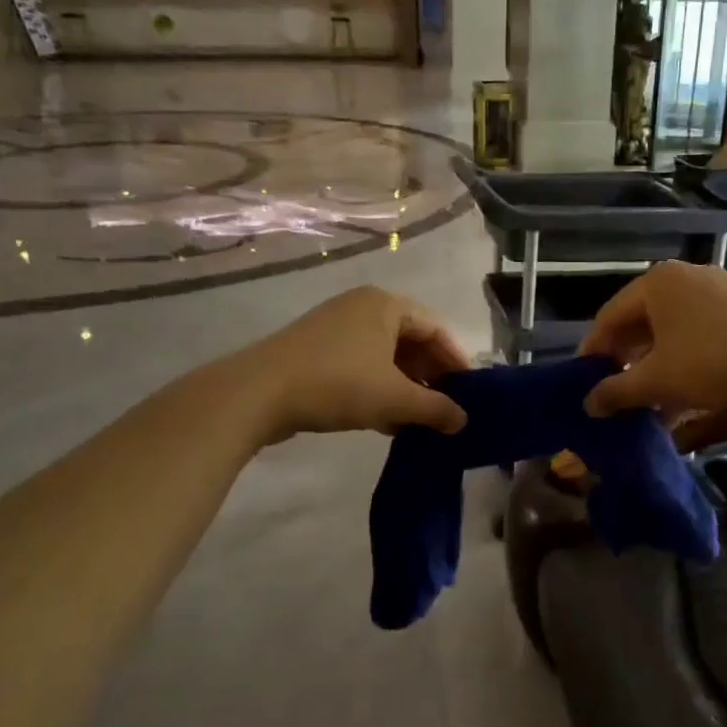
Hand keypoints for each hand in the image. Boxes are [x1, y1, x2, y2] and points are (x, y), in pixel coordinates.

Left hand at [237, 287, 471, 442]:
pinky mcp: (316, 351)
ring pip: (385, 356)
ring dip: (405, 387)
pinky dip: (379, 389)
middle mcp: (362, 307)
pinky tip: (388, 421)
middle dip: (430, 376)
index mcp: (385, 304)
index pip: (435, 328)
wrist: (256, 394)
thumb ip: (435, 409)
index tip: (470, 392)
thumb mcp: (394, 398)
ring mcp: (336, 328)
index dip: (456, 360)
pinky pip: (361, 365)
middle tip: (447, 408)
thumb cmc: (337, 384)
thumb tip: (464, 421)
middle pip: (410, 341)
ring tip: (420, 420)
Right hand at [579, 262, 726, 440]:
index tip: (583, 382)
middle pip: (641, 323)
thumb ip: (616, 391)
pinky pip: (699, 337)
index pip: (610, 317)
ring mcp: (719, 293)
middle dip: (626, 361)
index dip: (593, 351)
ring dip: (654, 368)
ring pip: (672, 333)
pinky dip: (684, 364)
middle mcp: (687, 279)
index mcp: (658, 283)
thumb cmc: (714, 364)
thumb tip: (589, 404)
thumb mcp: (657, 382)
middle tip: (613, 392)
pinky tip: (680, 399)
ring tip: (645, 404)